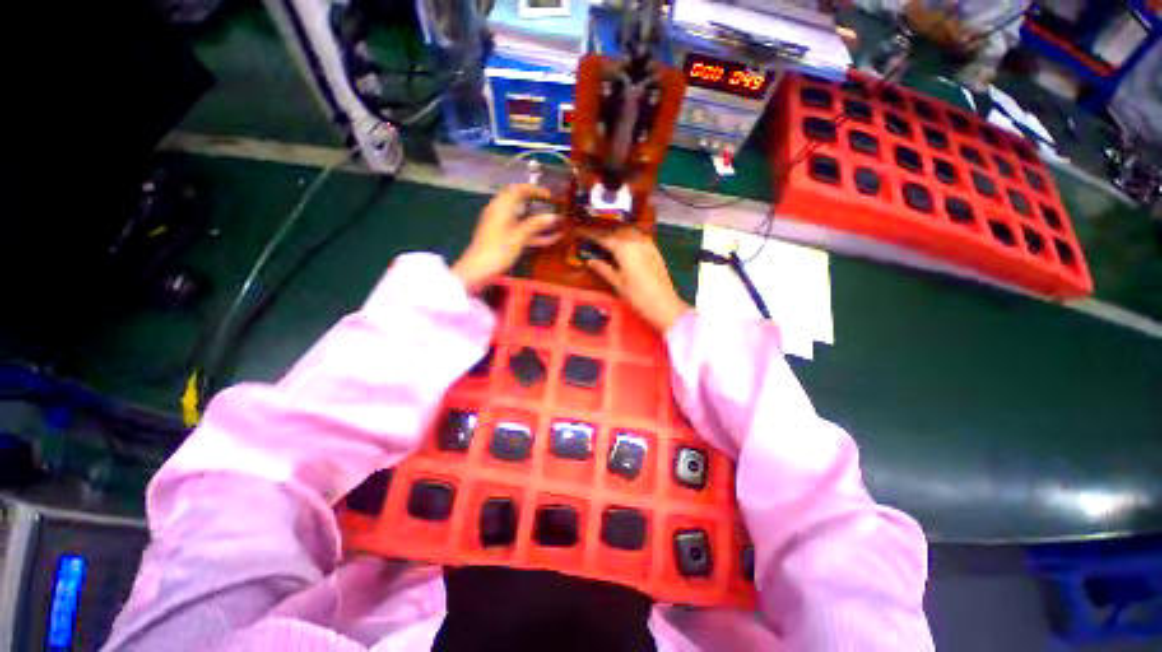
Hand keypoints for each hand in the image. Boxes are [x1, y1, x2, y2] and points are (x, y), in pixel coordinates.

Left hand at [452, 185, 560, 289]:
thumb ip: (536, 224)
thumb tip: (554, 215)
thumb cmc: (498, 250)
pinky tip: (551, 239)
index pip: (519, 190)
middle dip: (538, 205)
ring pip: (522, 219)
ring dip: (538, 221)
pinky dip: (534, 234)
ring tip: (556, 224)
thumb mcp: (519, 236)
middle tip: (553, 208)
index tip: (550, 195)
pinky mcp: (503, 238)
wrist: (478, 270)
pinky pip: (521, 231)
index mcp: (501, 207)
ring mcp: (501, 226)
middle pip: (521, 204)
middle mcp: (500, 212)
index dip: (535, 190)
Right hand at [578, 228, 689, 333]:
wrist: (663, 304)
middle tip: (595, 240)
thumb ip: (603, 269)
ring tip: (609, 243)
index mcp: (624, 248)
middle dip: (606, 234)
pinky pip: (640, 238)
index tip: (582, 234)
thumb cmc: (637, 295)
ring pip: (630, 233)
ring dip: (619, 235)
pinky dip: (630, 239)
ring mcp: (648, 245)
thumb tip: (589, 261)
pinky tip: (626, 247)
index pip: (604, 238)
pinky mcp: (655, 251)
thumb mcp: (617, 283)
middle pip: (618, 232)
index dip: (592, 236)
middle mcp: (636, 241)